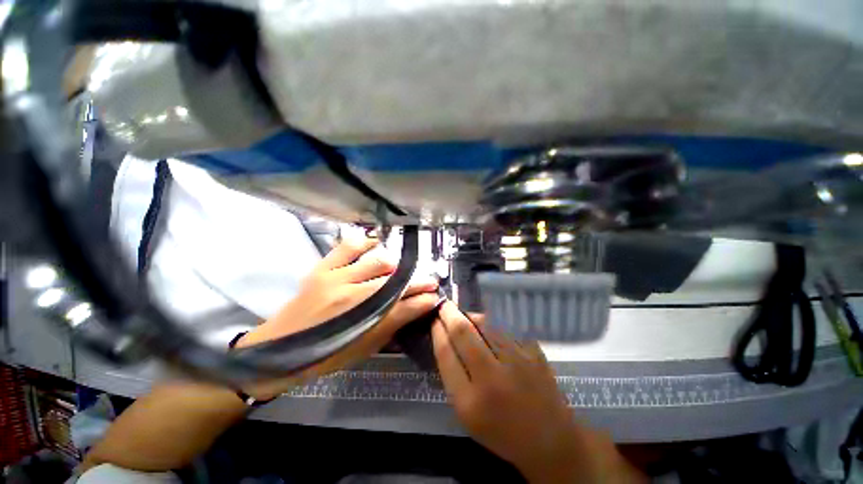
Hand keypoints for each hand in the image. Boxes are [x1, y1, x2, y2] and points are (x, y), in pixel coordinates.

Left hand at [236, 237, 439, 397]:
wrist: (282, 350)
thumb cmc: (329, 354)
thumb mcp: (367, 346)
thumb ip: (395, 324)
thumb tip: (420, 306)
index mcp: (367, 325)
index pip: (407, 306)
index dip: (425, 298)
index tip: (435, 292)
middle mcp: (356, 300)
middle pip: (396, 284)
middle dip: (417, 281)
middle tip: (427, 280)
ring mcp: (338, 280)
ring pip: (378, 262)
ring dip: (395, 266)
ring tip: (398, 269)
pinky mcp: (323, 269)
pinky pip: (349, 247)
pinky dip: (365, 243)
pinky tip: (375, 244)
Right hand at [431, 302, 643, 483]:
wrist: (550, 439)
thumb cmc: (501, 430)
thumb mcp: (467, 414)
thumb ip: (452, 376)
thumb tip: (444, 338)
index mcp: (470, 401)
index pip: (445, 353)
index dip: (437, 331)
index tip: (434, 320)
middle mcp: (493, 378)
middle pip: (463, 332)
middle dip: (449, 314)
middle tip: (444, 305)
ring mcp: (517, 361)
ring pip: (485, 323)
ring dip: (470, 315)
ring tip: (463, 315)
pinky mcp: (534, 351)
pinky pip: (505, 326)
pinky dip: (491, 321)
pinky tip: (487, 324)